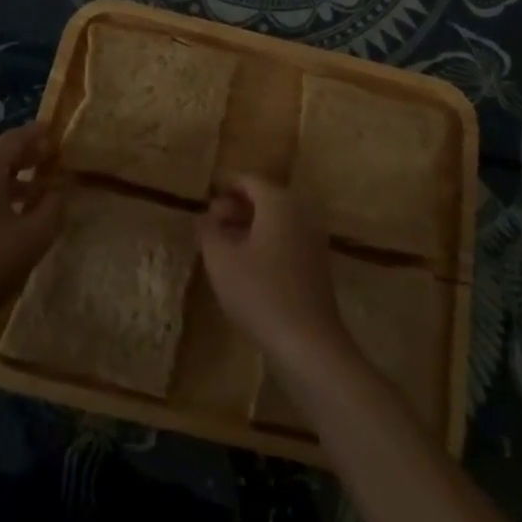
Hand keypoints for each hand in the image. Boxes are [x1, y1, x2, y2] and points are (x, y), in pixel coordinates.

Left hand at [0, 122, 63, 334]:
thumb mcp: (32, 237)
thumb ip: (53, 209)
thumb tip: (60, 191)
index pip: (14, 138)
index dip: (37, 134)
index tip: (54, 131)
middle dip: (25, 157)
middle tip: (50, 160)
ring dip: (11, 182)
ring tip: (35, 195)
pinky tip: (7, 219)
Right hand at [198, 176, 353, 376]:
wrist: (309, 341)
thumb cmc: (260, 293)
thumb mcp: (221, 260)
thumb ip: (209, 231)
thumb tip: (204, 216)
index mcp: (279, 202)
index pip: (249, 180)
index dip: (225, 185)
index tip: (206, 193)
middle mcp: (301, 211)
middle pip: (265, 197)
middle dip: (236, 206)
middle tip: (211, 222)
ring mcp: (313, 236)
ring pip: (276, 219)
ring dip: (250, 225)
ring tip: (223, 244)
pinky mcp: (317, 262)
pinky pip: (287, 237)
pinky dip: (266, 240)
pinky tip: (246, 264)